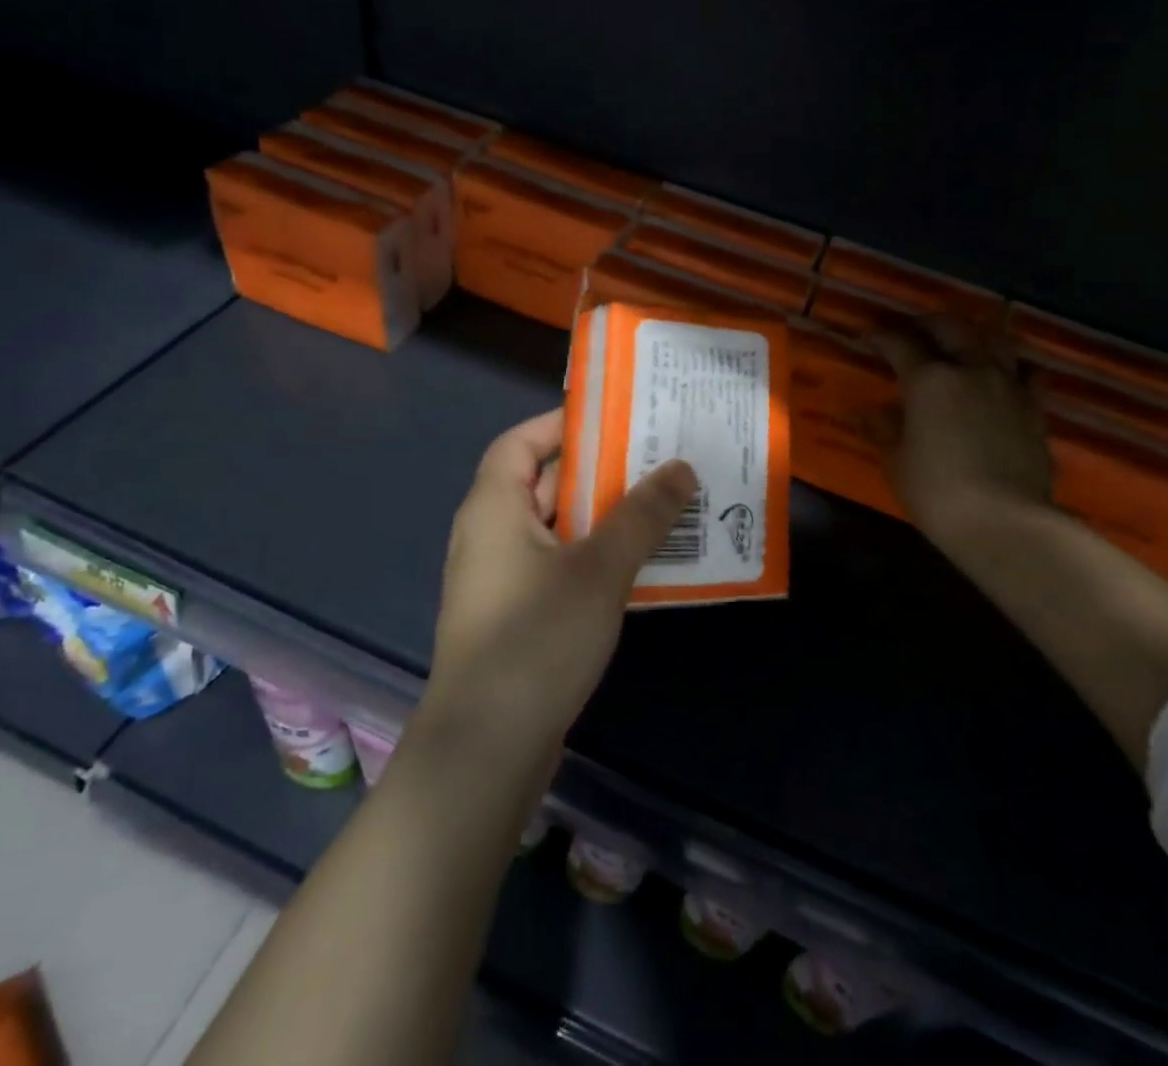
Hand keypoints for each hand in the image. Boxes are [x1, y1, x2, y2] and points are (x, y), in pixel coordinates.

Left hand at [424, 409, 697, 760]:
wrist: (486, 749)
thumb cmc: (537, 638)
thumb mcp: (600, 568)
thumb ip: (643, 514)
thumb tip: (681, 467)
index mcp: (493, 507)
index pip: (521, 442)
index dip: (563, 424)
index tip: (616, 419)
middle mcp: (489, 535)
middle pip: (545, 483)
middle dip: (599, 471)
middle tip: (656, 460)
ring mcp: (500, 580)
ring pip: (558, 529)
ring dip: (605, 518)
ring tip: (662, 507)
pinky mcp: (515, 617)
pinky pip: (559, 567)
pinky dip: (595, 558)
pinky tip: (641, 566)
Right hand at [873, 316, 1053, 554]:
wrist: (1005, 522)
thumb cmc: (937, 492)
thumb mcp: (897, 461)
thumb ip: (884, 429)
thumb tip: (869, 412)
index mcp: (929, 380)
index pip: (901, 344)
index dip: (883, 337)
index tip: (870, 337)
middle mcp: (971, 370)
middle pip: (951, 327)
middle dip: (928, 323)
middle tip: (913, 329)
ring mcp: (1008, 386)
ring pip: (994, 340)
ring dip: (973, 334)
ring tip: (960, 342)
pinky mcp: (1035, 408)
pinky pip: (1027, 373)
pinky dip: (1013, 366)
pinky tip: (1005, 374)